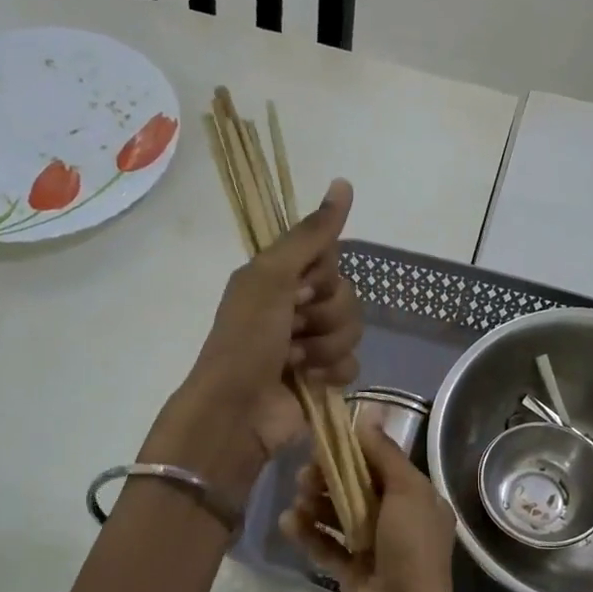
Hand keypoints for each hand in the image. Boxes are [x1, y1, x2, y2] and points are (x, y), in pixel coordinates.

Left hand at [147, 181, 359, 501]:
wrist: (239, 408)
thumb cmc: (248, 338)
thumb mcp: (272, 277)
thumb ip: (311, 235)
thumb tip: (344, 183)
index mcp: (280, 278)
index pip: (330, 260)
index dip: (321, 276)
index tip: (299, 288)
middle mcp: (296, 306)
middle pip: (347, 296)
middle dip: (325, 315)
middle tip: (294, 329)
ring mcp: (312, 344)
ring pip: (353, 330)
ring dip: (326, 346)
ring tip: (296, 361)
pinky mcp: (324, 378)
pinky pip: (354, 364)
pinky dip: (332, 373)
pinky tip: (310, 381)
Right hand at [280, 423, 465, 591]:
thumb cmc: (411, 549)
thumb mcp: (407, 492)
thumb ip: (385, 455)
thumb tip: (368, 417)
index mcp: (419, 501)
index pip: (384, 466)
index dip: (356, 452)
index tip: (325, 441)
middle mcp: (399, 522)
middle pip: (358, 489)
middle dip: (330, 479)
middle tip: (305, 475)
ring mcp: (375, 549)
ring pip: (340, 516)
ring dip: (317, 504)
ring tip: (297, 499)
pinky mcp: (352, 573)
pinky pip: (327, 546)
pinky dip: (309, 534)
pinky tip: (288, 523)